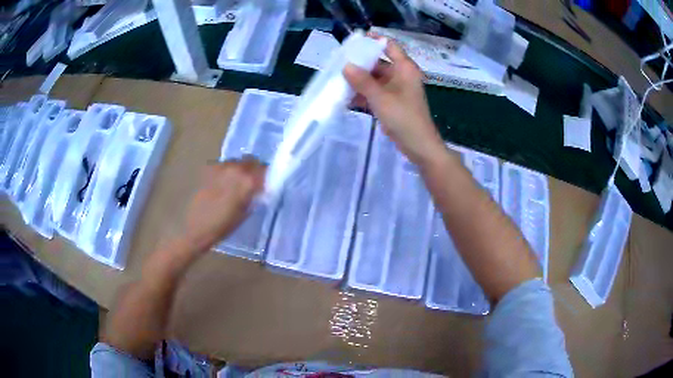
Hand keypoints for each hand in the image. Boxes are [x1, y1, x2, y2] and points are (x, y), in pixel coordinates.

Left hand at [182, 157, 265, 251]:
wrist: (192, 227)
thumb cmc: (221, 227)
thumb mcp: (244, 213)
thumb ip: (253, 195)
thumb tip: (258, 188)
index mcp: (248, 181)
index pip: (264, 169)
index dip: (265, 176)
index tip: (264, 184)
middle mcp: (235, 168)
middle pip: (250, 161)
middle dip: (252, 170)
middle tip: (249, 183)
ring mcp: (220, 166)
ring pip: (235, 162)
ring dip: (237, 170)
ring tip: (231, 185)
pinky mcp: (207, 167)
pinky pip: (221, 166)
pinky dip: (224, 173)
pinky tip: (218, 186)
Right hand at [343, 37, 444, 165]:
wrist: (419, 146)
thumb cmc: (404, 117)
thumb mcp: (381, 98)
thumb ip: (362, 81)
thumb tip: (345, 65)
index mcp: (404, 68)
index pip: (389, 46)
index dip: (374, 40)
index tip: (354, 41)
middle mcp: (401, 75)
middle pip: (379, 62)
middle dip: (359, 63)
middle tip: (338, 62)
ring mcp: (396, 90)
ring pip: (374, 79)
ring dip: (358, 80)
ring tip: (337, 78)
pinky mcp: (391, 103)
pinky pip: (375, 93)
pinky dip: (363, 94)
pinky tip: (346, 97)